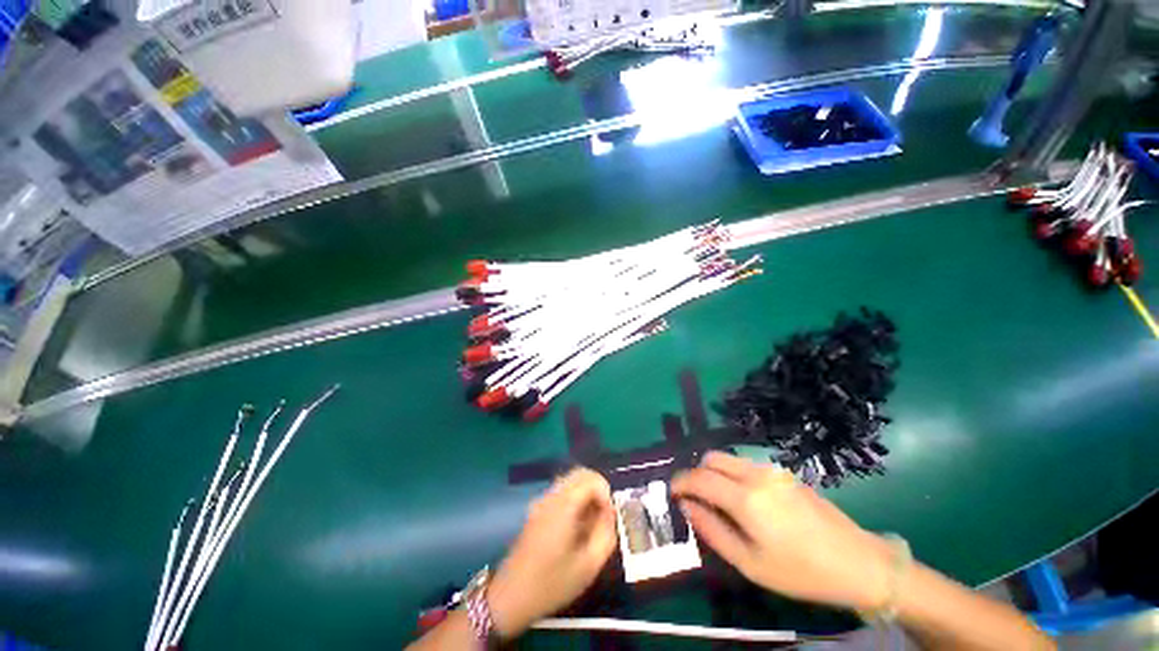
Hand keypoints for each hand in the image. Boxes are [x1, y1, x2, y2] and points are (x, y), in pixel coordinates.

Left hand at [488, 467, 616, 637]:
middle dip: (598, 490)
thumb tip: (610, 512)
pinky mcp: (537, 510)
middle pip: (580, 473)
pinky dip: (575, 500)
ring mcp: (541, 501)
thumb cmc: (552, 583)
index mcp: (564, 504)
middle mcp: (551, 495)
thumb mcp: (589, 565)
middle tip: (604, 517)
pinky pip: (561, 492)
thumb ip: (606, 533)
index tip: (609, 519)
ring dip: (586, 494)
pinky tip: (576, 527)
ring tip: (591, 524)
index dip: (606, 494)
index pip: (592, 479)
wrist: (510, 597)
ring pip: (571, 481)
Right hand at [672, 452, 891, 610]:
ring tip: (717, 500)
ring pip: (728, 458)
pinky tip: (743, 500)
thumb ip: (712, 531)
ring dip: (714, 472)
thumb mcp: (750, 564)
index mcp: (745, 498)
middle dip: (695, 473)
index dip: (680, 482)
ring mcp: (771, 470)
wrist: (858, 563)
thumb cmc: (801, 571)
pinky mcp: (784, 473)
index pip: (698, 477)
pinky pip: (745, 465)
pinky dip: (732, 474)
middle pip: (711, 458)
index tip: (672, 493)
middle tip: (694, 497)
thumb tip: (687, 507)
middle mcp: (755, 474)